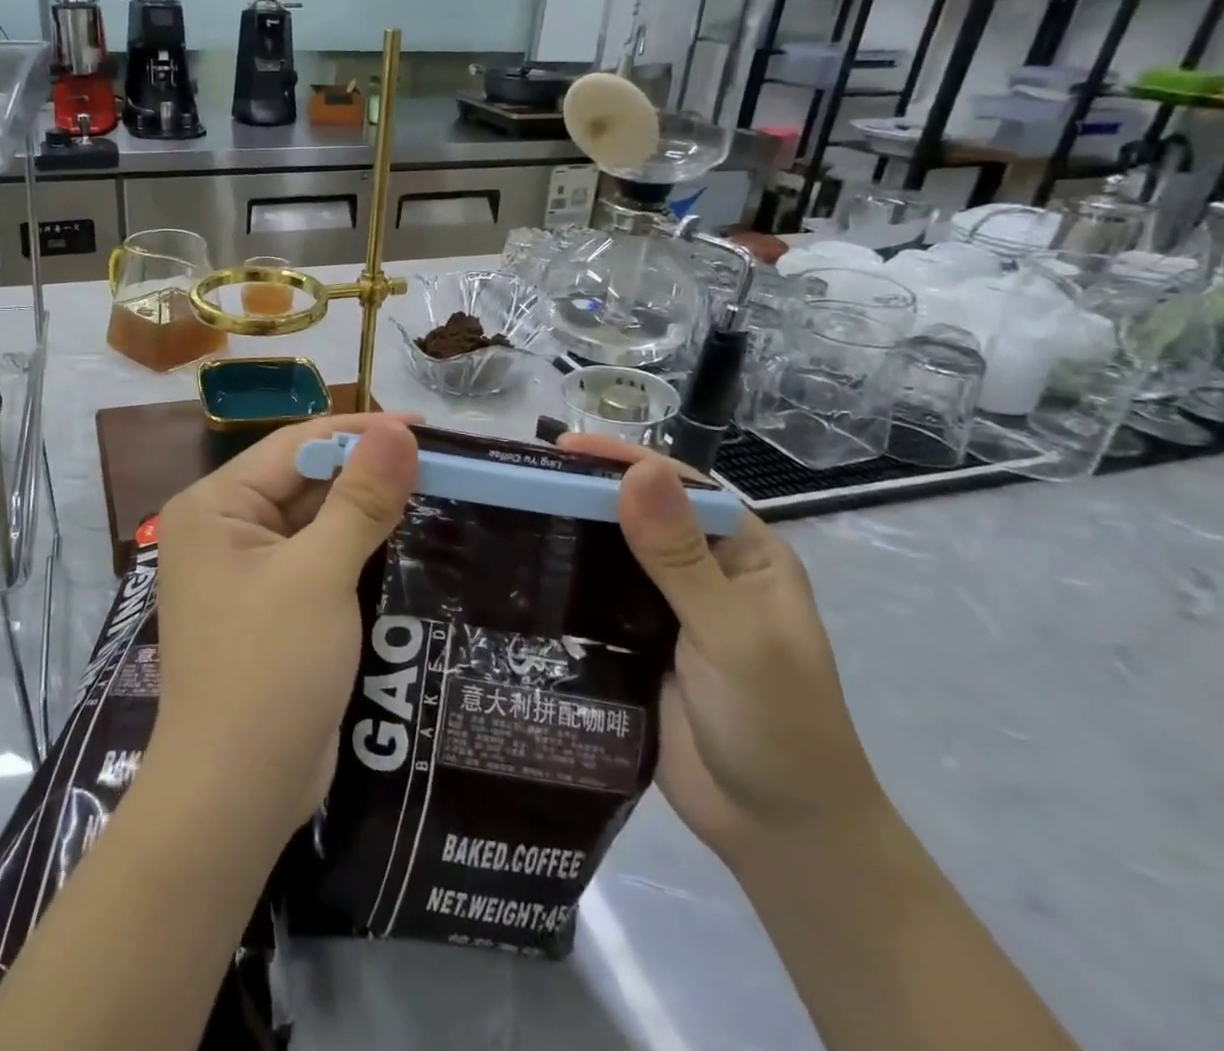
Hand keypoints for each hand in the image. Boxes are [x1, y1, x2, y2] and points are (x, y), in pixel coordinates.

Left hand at [149, 415, 419, 844]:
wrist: (235, 794)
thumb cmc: (269, 668)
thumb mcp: (319, 574)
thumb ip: (360, 499)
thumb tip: (398, 431)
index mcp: (215, 505)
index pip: (294, 445)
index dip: (359, 432)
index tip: (424, 426)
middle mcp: (222, 529)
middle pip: (302, 481)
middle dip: (365, 472)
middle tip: (438, 463)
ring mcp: (243, 572)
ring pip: (312, 521)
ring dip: (364, 510)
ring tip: (432, 493)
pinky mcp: (268, 608)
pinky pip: (315, 560)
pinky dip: (354, 550)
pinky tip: (403, 542)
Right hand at [560, 435, 888, 868]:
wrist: (776, 833)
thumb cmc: (774, 723)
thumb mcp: (730, 632)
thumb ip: (680, 555)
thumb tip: (640, 469)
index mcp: (743, 553)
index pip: (678, 487)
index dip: (622, 461)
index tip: (558, 449)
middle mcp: (703, 571)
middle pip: (637, 515)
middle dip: (585, 494)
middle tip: (517, 482)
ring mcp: (666, 609)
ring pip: (610, 555)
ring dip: (568, 535)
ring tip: (505, 517)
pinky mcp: (635, 643)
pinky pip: (594, 599)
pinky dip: (563, 582)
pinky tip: (521, 572)